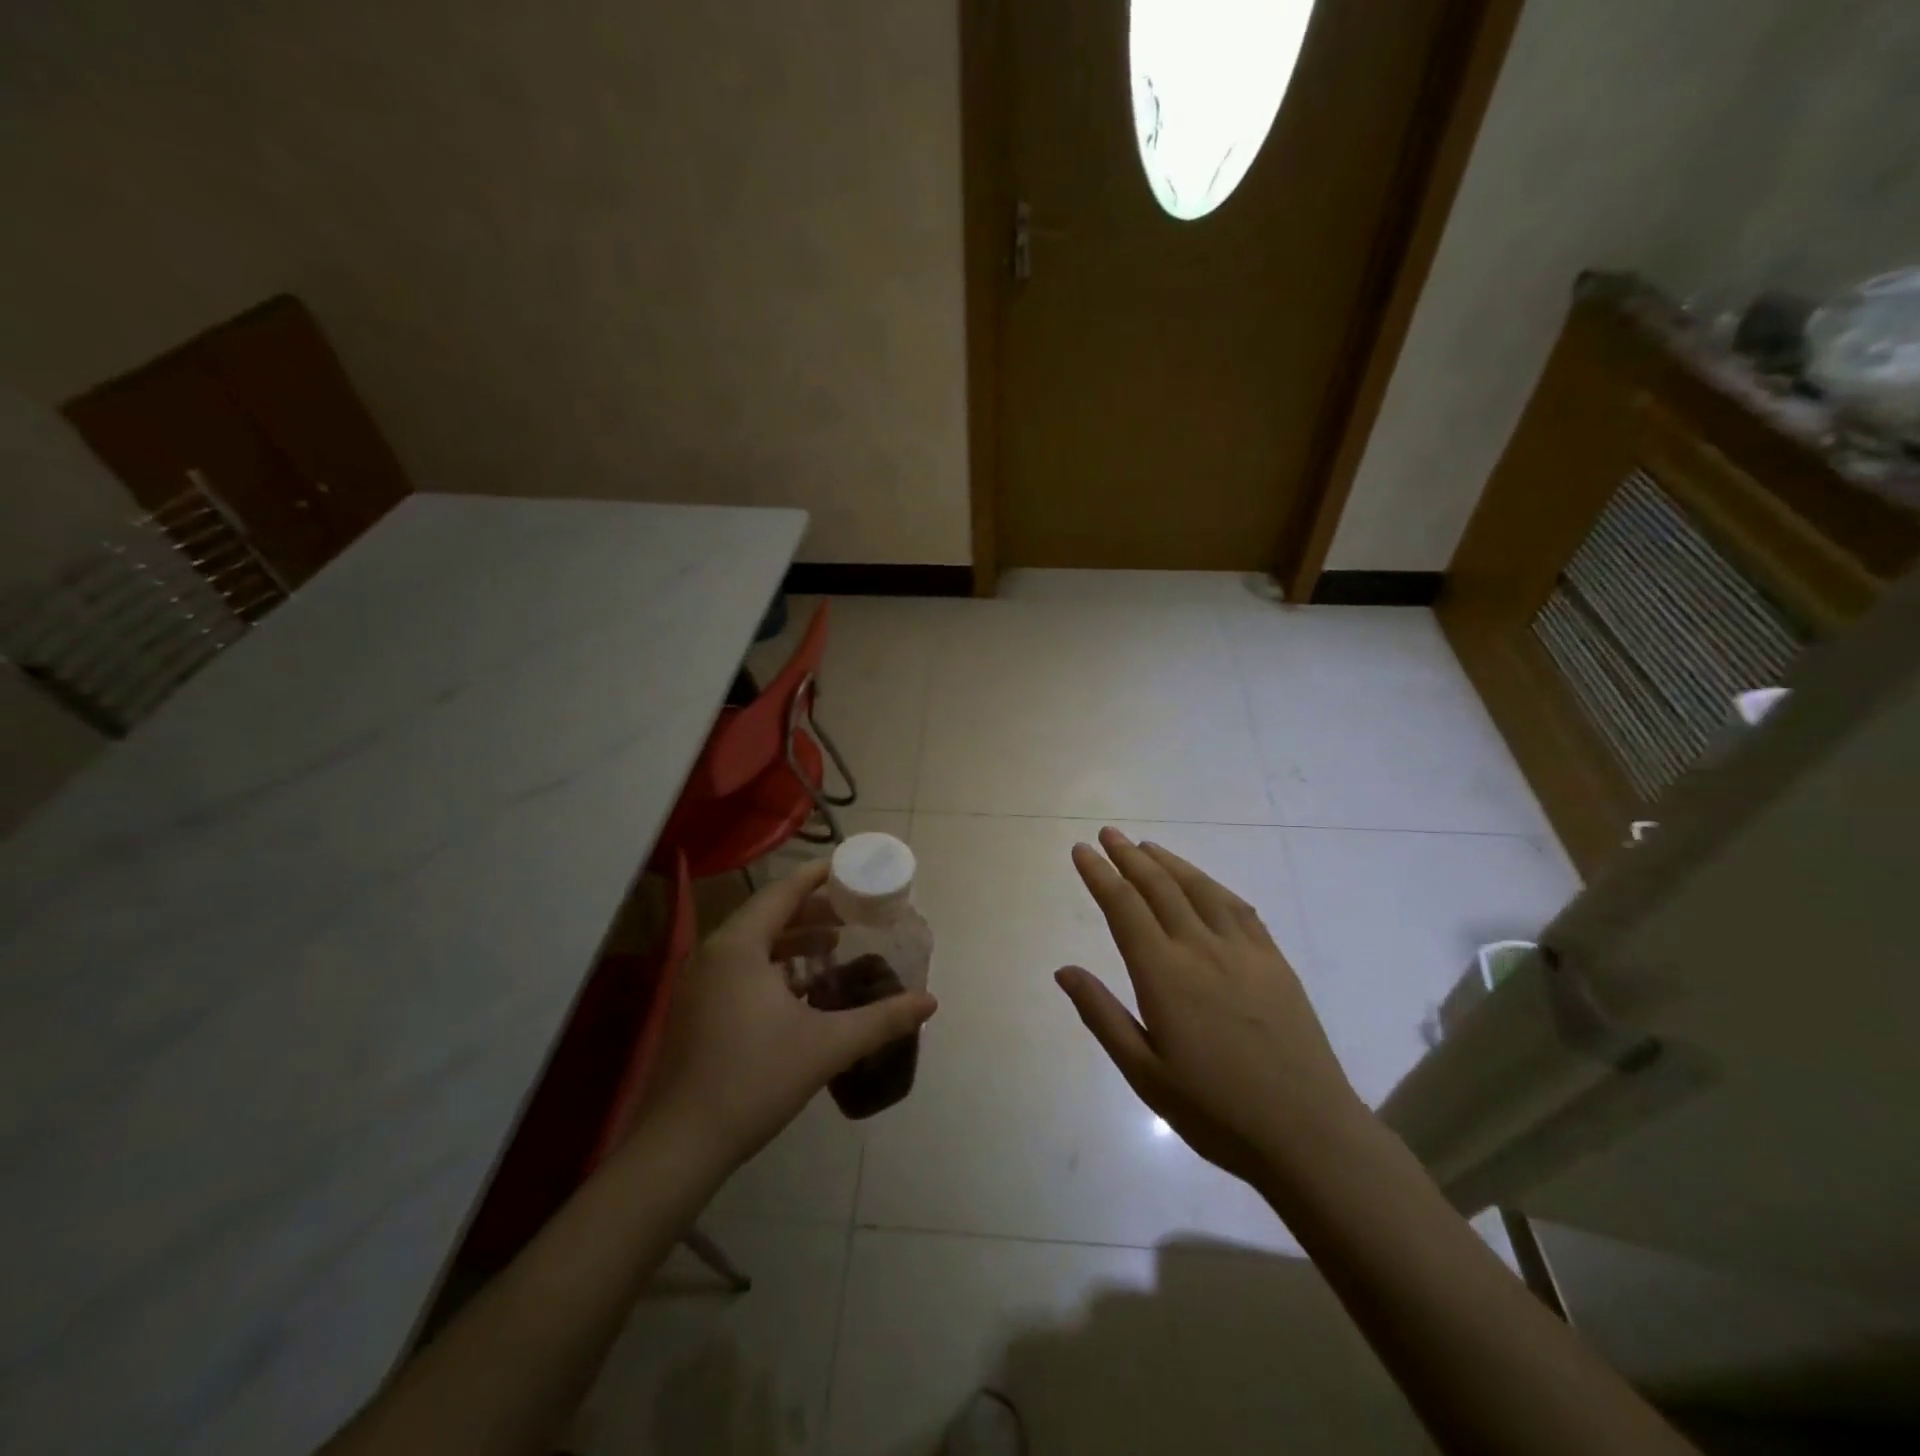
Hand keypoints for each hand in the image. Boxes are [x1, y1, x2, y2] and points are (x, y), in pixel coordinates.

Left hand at [641, 859, 937, 1169]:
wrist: (678, 1147)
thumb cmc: (754, 1081)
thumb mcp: (827, 1046)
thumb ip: (882, 1019)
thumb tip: (930, 1002)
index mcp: (738, 946)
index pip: (782, 892)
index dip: (817, 876)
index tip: (849, 867)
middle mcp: (713, 954)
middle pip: (767, 914)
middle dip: (811, 910)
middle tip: (852, 910)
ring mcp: (699, 983)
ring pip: (753, 944)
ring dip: (793, 940)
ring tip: (834, 944)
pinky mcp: (696, 1010)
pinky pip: (740, 968)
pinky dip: (774, 966)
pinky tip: (802, 988)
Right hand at [1055, 827, 1366, 1189]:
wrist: (1308, 1134)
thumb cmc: (1215, 1111)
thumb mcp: (1144, 1073)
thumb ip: (1102, 1016)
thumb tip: (1064, 970)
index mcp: (1164, 974)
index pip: (1123, 907)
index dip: (1100, 874)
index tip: (1082, 850)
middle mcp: (1201, 948)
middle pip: (1159, 887)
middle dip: (1129, 856)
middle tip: (1108, 834)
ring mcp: (1243, 950)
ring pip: (1198, 889)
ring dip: (1169, 862)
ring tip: (1146, 846)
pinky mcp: (1274, 961)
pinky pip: (1239, 908)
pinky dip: (1212, 885)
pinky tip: (1203, 883)